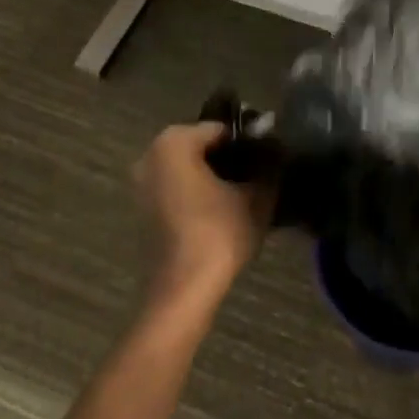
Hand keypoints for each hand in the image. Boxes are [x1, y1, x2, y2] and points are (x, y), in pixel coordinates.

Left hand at [134, 123, 273, 315]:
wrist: (184, 290)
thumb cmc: (219, 233)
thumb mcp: (256, 197)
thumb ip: (268, 165)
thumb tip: (276, 148)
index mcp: (174, 142)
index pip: (221, 129)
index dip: (248, 141)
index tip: (268, 158)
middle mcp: (150, 155)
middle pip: (201, 147)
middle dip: (229, 158)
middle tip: (259, 175)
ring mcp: (141, 183)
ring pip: (188, 168)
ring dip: (213, 176)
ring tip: (244, 194)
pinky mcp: (143, 210)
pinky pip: (176, 188)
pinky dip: (197, 193)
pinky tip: (222, 210)